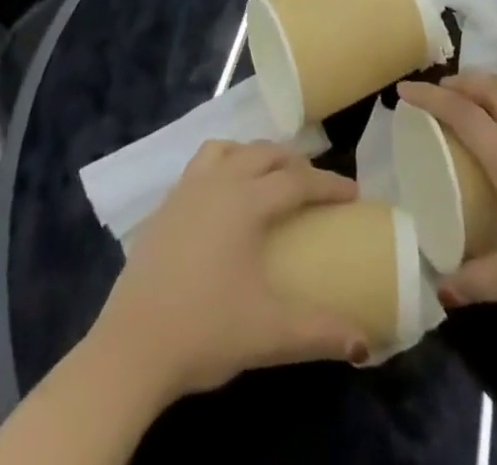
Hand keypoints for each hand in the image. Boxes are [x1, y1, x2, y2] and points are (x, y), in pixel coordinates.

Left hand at [89, 141, 367, 402]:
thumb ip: (321, 331)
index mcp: (246, 201)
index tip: (354, 193)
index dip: (328, 184)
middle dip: (293, 162)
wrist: (132, 347)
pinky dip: (222, 166)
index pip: (297, 180)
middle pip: (263, 153)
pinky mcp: (163, 207)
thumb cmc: (206, 329)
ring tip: (266, 177)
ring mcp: (185, 190)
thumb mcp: (270, 332)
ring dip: (252, 155)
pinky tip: (222, 199)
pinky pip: (200, 166)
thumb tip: (364, 343)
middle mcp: (218, 182)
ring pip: (226, 149)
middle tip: (314, 183)